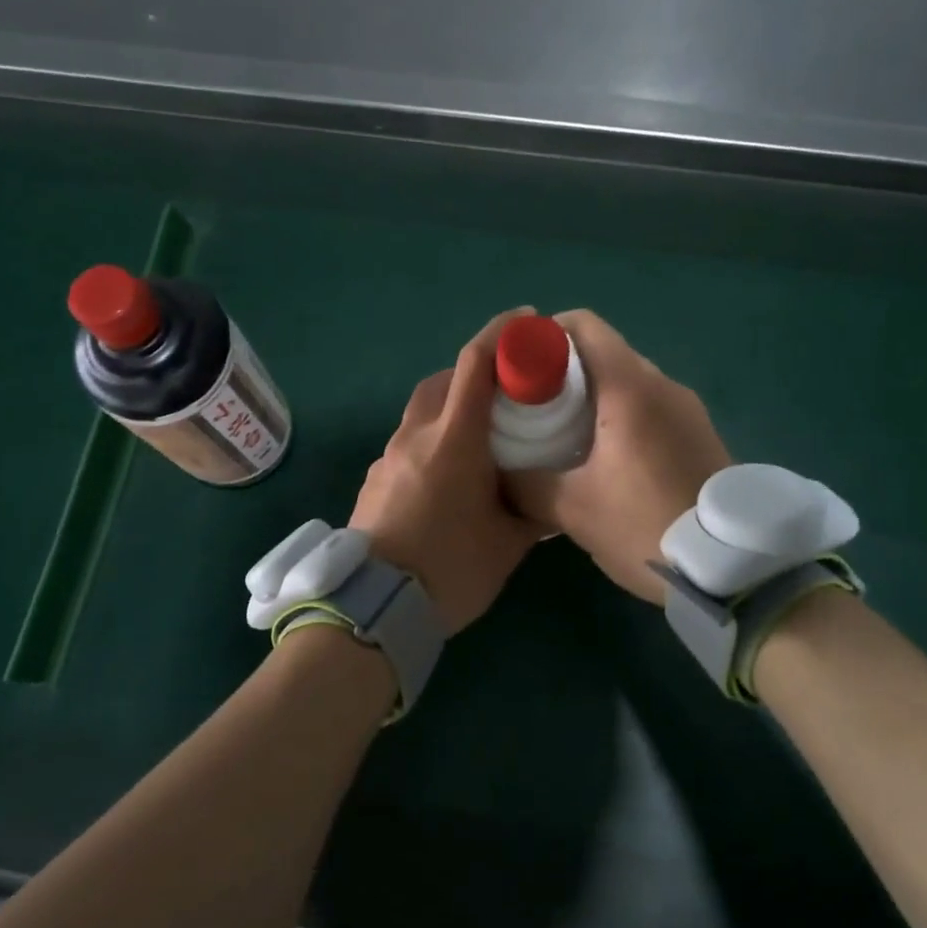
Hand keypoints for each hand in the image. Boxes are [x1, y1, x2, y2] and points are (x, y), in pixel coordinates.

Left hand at [349, 308, 546, 634]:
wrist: (373, 606)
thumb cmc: (449, 569)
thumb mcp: (507, 545)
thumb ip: (534, 514)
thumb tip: (553, 502)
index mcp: (454, 439)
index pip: (475, 364)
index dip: (501, 334)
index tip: (526, 321)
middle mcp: (416, 436)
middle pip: (443, 380)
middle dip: (474, 373)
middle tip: (505, 391)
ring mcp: (388, 457)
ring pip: (421, 410)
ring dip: (449, 407)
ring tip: (479, 436)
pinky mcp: (374, 479)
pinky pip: (407, 441)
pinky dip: (430, 438)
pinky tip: (447, 474)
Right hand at [505, 311, 730, 603]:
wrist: (735, 569)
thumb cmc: (646, 525)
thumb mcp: (572, 509)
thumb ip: (525, 484)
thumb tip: (497, 472)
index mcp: (630, 387)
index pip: (583, 325)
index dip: (544, 335)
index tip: (518, 368)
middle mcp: (662, 384)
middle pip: (603, 352)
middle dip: (561, 371)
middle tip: (532, 408)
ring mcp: (687, 408)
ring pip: (627, 380)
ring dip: (592, 396)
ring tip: (563, 435)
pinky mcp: (700, 432)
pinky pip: (650, 405)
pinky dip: (620, 414)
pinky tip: (605, 457)